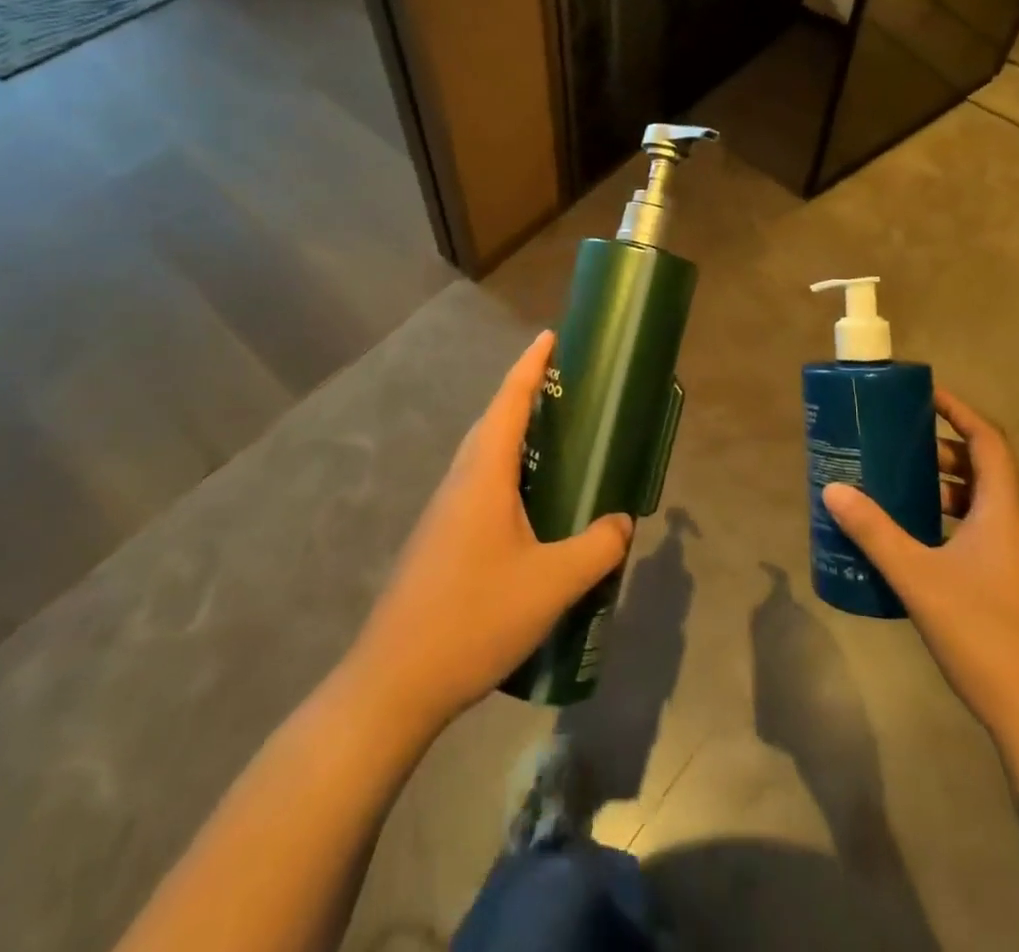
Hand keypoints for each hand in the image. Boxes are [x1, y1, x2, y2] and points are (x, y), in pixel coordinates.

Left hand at [350, 332, 634, 729]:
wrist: (395, 681)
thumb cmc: (474, 617)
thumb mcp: (551, 583)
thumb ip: (596, 548)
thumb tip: (623, 522)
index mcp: (483, 473)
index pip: (509, 400)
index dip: (531, 365)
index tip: (550, 336)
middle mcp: (460, 480)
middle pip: (494, 421)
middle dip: (527, 395)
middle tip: (568, 389)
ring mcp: (445, 510)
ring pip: (484, 456)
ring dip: (516, 437)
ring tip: (557, 442)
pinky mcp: (441, 538)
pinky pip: (480, 486)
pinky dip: (508, 474)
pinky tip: (531, 507)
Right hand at [822, 389, 1018, 755]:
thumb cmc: (987, 636)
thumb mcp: (919, 579)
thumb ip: (874, 532)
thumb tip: (832, 490)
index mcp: (1007, 511)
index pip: (988, 439)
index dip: (958, 410)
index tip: (923, 395)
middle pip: (986, 470)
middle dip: (942, 451)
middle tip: (897, 445)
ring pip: (987, 507)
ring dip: (947, 491)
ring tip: (901, 491)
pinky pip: (989, 537)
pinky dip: (956, 525)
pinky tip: (922, 548)